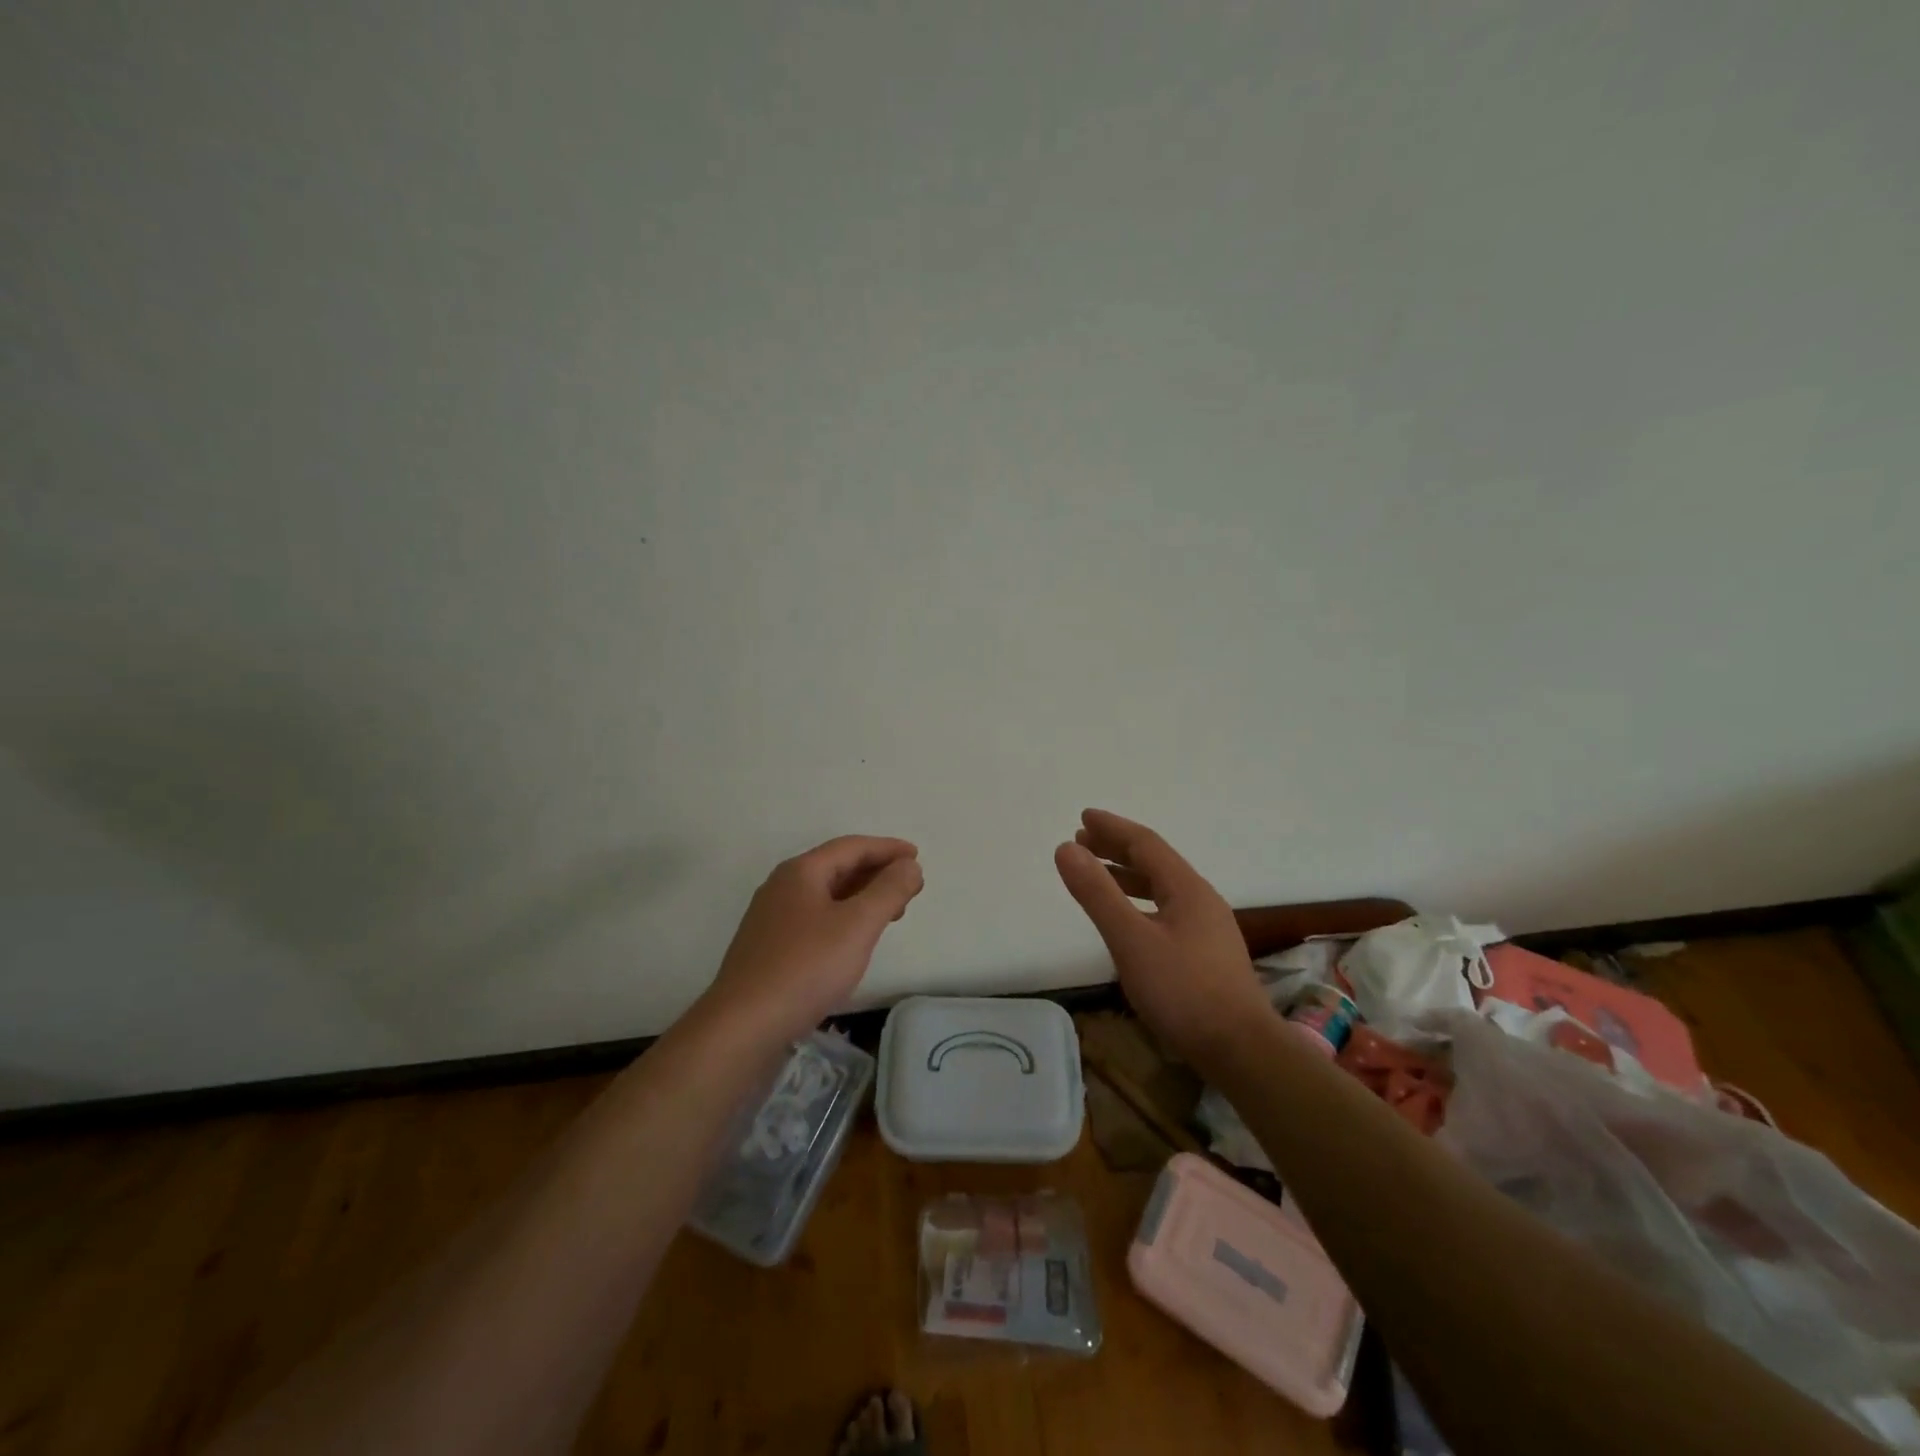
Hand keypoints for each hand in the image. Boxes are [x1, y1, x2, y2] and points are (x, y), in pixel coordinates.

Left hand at [706, 835, 923, 1042]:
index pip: (851, 847)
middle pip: (837, 867)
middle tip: (910, 888)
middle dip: (877, 873)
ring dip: (862, 897)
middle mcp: (782, 887)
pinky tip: (854, 940)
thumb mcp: (857, 925)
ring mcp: (772, 918)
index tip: (916, 856)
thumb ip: (888, 890)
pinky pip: (816, 919)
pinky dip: (844, 918)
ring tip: (891, 913)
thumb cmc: (806, 967)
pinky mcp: (769, 948)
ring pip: (826, 895)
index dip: (887, 848)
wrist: (744, 1026)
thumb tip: (908, 865)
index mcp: (801, 872)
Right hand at [1054, 809, 1273, 1067]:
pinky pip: (1167, 909)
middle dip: (1117, 848)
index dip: (1112, 828)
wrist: (1241, 1050)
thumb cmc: (1183, 991)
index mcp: (1186, 888)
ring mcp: (1208, 927)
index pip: (1145, 844)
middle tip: (1083, 841)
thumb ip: (1097, 893)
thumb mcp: (1130, 940)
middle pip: (1155, 862)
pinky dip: (1141, 901)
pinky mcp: (1208, 953)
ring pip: (1162, 887)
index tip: (1083, 818)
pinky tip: (1131, 920)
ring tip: (1098, 875)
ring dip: (1128, 875)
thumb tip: (1066, 848)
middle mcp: (1201, 899)